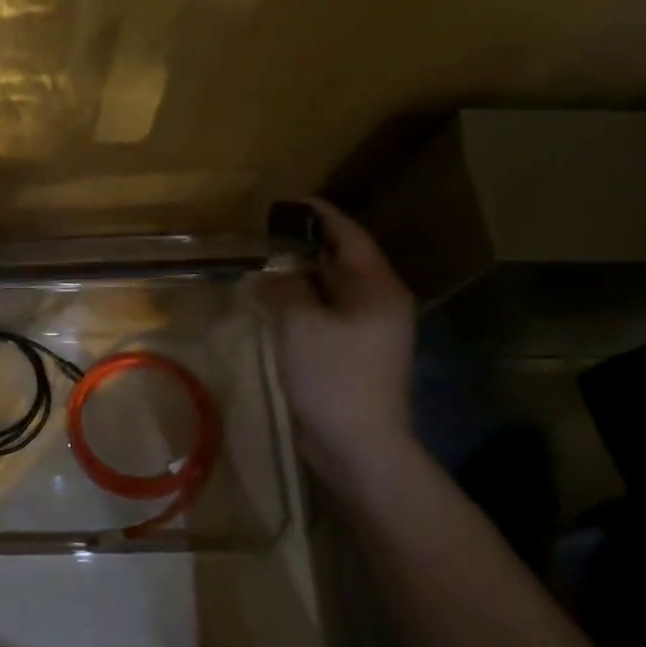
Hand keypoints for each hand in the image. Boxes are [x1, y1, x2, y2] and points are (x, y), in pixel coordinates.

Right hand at [257, 199, 417, 475]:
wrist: (358, 444)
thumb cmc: (333, 375)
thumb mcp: (300, 322)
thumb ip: (285, 287)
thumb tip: (270, 272)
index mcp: (377, 288)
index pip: (350, 236)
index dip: (321, 215)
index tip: (289, 201)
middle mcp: (380, 303)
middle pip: (343, 261)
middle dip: (306, 246)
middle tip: (267, 234)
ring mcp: (370, 331)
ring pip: (333, 290)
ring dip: (301, 277)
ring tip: (265, 264)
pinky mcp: (355, 353)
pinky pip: (328, 315)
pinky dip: (304, 303)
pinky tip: (276, 303)